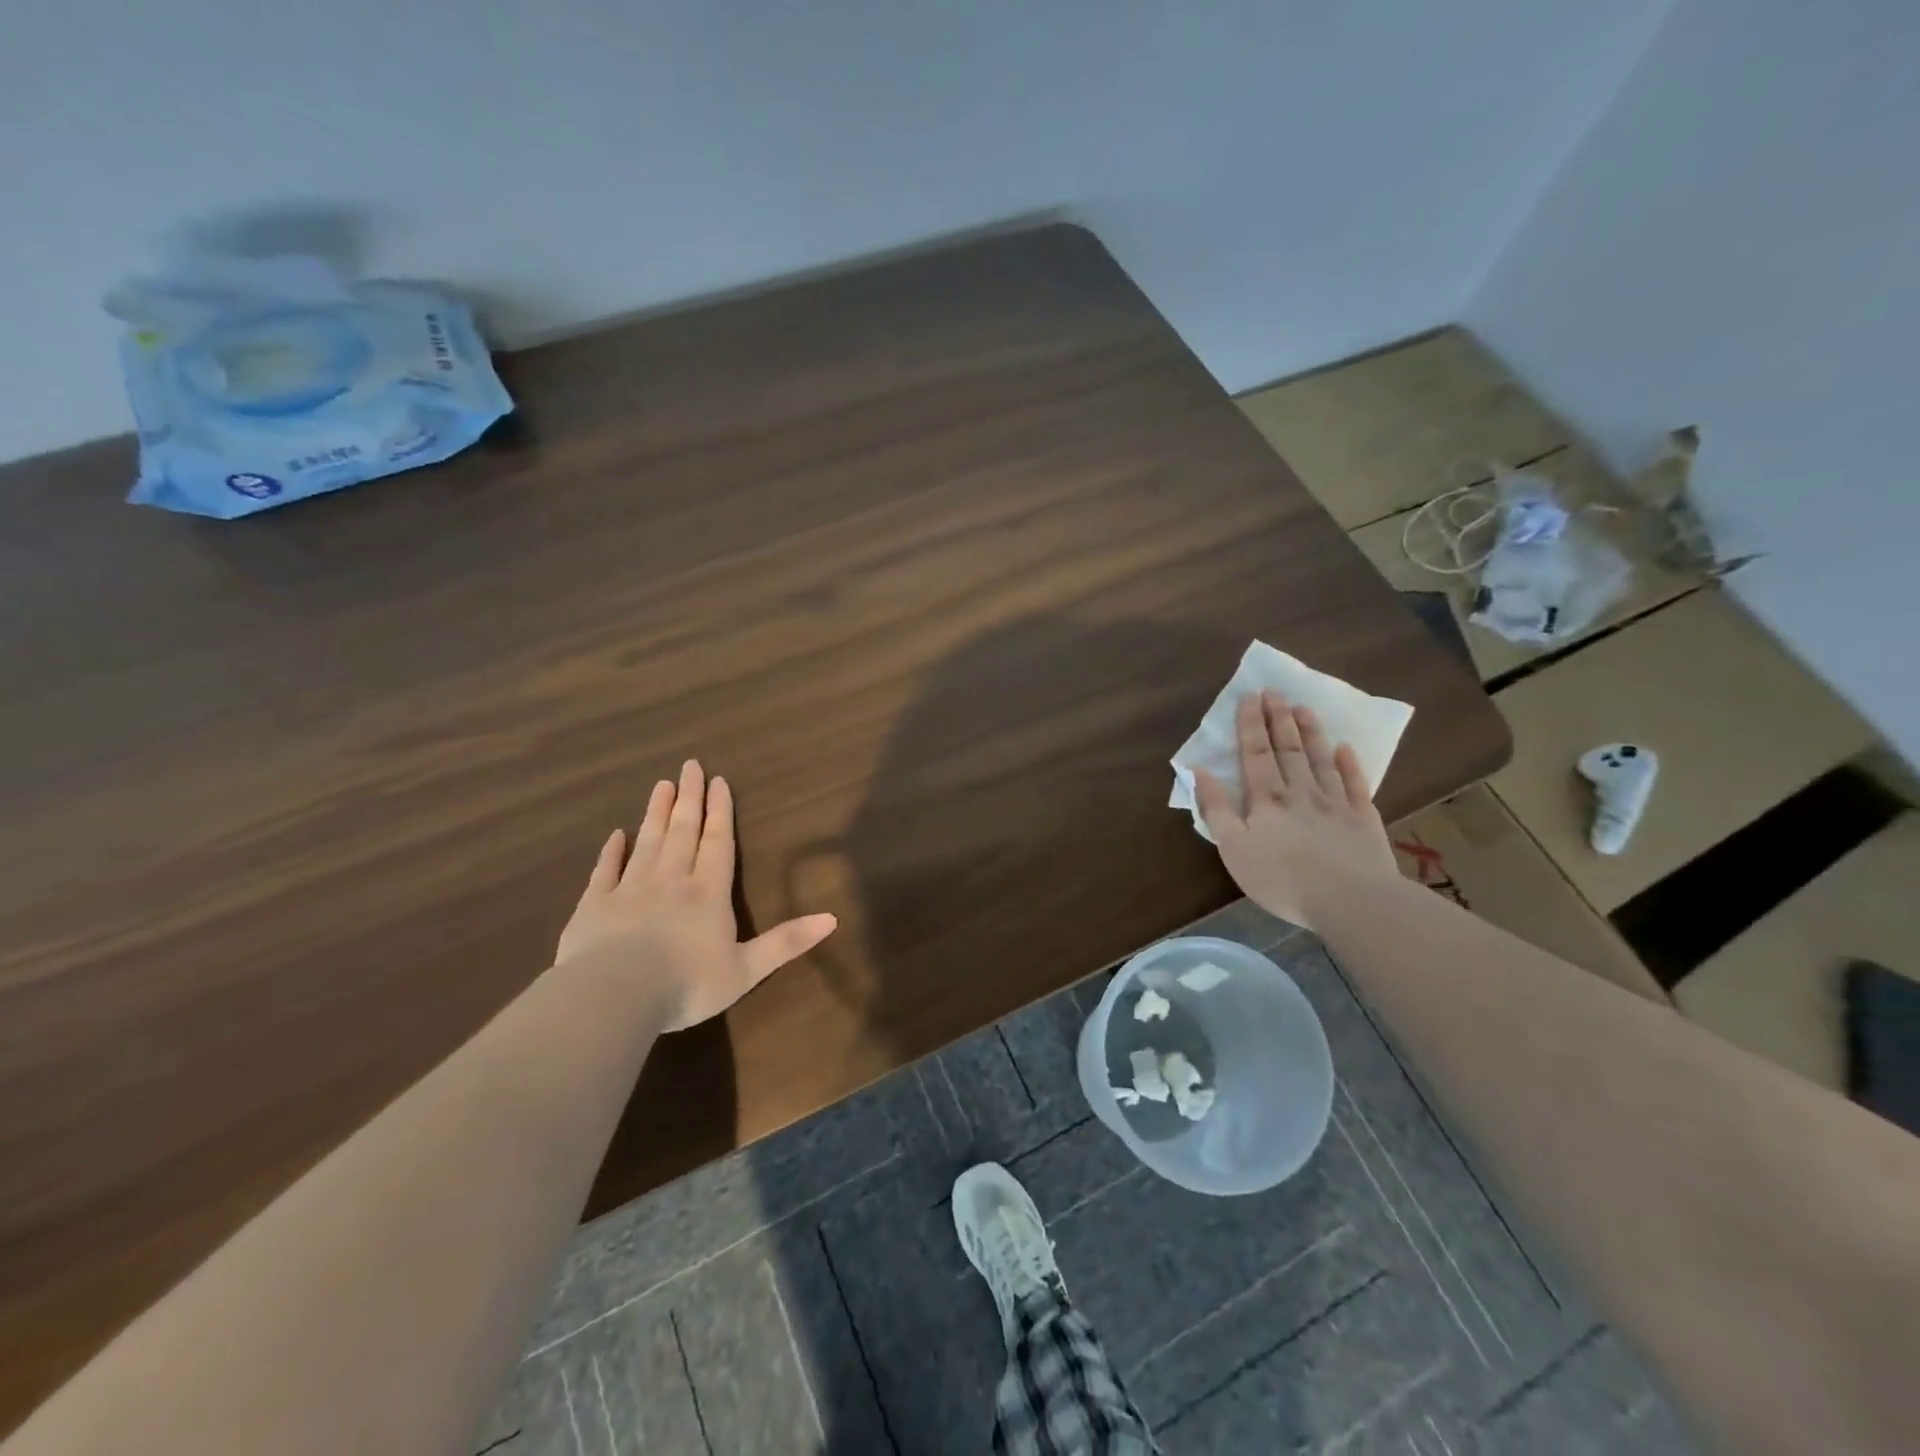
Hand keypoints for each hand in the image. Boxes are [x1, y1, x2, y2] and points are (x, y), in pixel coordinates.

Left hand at [555, 760, 837, 1030]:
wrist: (615, 997)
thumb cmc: (687, 984)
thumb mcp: (747, 969)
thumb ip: (786, 942)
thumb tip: (833, 918)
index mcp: (708, 893)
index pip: (717, 843)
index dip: (720, 812)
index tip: (718, 781)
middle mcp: (671, 880)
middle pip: (683, 832)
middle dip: (689, 798)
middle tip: (689, 766)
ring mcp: (630, 889)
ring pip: (647, 842)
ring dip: (656, 813)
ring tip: (661, 786)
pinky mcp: (595, 905)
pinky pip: (605, 870)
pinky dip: (611, 851)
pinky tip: (615, 835)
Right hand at [1194, 690, 1398, 929]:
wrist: (1351, 901)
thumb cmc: (1282, 879)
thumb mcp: (1234, 849)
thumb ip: (1217, 809)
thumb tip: (1199, 772)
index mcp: (1267, 800)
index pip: (1256, 754)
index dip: (1250, 725)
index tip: (1249, 697)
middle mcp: (1301, 792)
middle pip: (1288, 750)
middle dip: (1279, 719)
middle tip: (1275, 692)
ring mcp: (1336, 804)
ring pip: (1321, 760)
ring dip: (1311, 733)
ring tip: (1304, 708)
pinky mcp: (1363, 820)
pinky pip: (1356, 784)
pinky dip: (1350, 764)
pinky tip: (1346, 749)